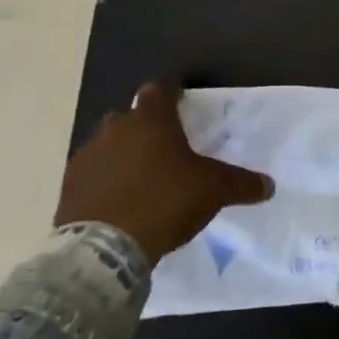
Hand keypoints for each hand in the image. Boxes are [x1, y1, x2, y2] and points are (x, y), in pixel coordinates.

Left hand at [55, 81, 273, 263]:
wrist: (104, 249)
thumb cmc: (165, 202)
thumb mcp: (214, 191)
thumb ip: (242, 184)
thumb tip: (269, 185)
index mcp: (151, 119)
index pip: (160, 89)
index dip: (172, 94)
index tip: (182, 104)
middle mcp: (115, 128)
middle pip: (132, 117)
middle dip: (147, 128)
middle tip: (166, 150)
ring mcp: (88, 156)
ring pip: (109, 145)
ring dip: (123, 155)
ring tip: (142, 180)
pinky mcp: (69, 186)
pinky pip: (93, 175)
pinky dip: (105, 182)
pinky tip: (119, 202)